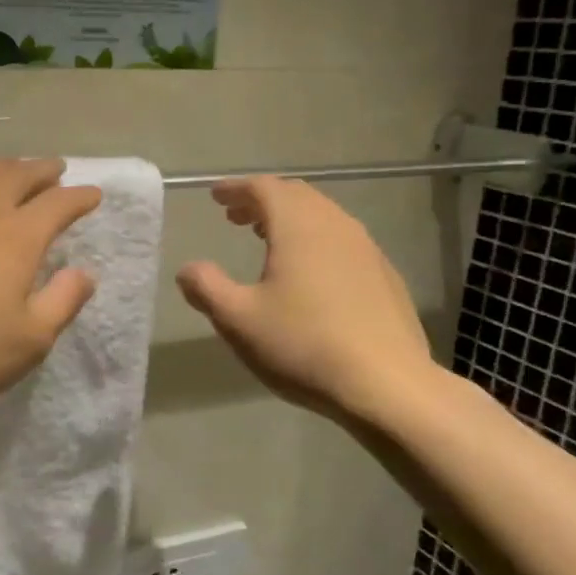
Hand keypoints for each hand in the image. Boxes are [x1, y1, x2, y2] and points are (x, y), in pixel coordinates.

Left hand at [0, 155, 102, 411]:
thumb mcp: (30, 341)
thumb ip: (62, 302)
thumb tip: (85, 273)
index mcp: (18, 238)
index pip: (58, 205)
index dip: (79, 197)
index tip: (93, 194)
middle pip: (17, 176)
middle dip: (41, 170)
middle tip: (54, 169)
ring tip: (8, 165)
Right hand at [175, 176, 442, 428]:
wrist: (387, 385)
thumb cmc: (303, 346)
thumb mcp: (238, 320)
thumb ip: (206, 288)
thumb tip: (188, 269)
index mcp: (298, 227)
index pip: (264, 188)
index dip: (236, 189)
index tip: (215, 197)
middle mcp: (336, 226)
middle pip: (296, 196)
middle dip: (262, 201)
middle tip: (236, 217)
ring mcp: (367, 250)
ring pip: (323, 217)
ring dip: (291, 220)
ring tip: (267, 239)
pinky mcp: (385, 276)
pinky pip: (343, 241)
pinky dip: (316, 240)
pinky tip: (310, 273)